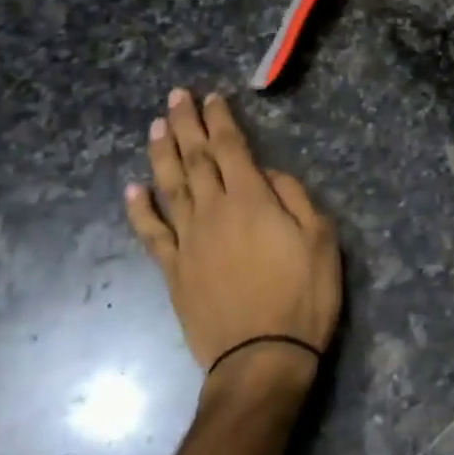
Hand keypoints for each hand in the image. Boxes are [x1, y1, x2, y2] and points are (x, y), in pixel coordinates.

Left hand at [124, 89, 341, 391]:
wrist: (262, 357)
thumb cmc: (303, 297)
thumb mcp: (320, 241)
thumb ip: (294, 198)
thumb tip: (267, 174)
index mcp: (251, 201)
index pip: (231, 149)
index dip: (220, 120)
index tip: (211, 98)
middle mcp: (213, 212)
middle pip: (195, 159)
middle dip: (186, 125)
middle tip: (176, 96)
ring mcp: (188, 241)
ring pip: (169, 186)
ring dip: (161, 154)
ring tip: (157, 127)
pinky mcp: (173, 270)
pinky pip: (151, 233)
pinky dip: (140, 209)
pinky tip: (133, 188)